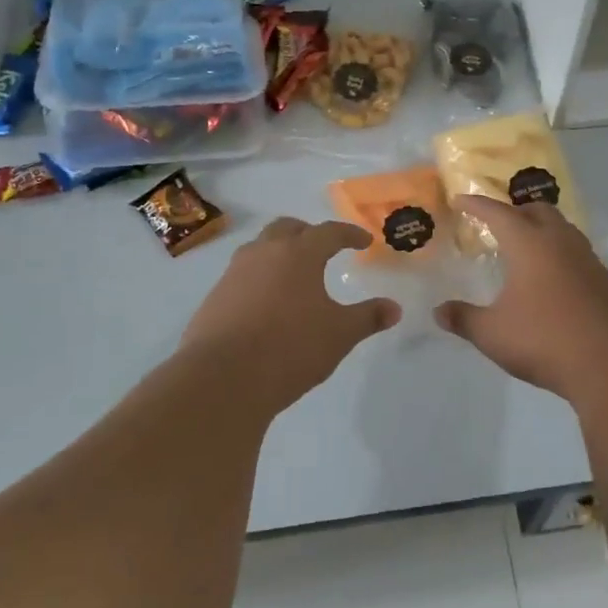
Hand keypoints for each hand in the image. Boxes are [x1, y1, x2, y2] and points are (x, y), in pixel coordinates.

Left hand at [179, 217, 400, 405]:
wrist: (221, 379)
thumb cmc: (290, 348)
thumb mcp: (339, 335)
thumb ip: (368, 317)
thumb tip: (394, 308)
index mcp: (298, 254)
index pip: (329, 232)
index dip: (349, 234)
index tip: (364, 241)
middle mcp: (264, 253)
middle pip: (287, 228)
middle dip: (308, 233)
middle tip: (323, 248)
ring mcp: (233, 274)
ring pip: (259, 249)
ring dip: (279, 253)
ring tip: (294, 275)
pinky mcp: (213, 298)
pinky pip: (242, 276)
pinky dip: (259, 279)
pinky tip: (266, 305)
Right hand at [435, 196, 607, 396]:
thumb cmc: (545, 339)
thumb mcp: (493, 333)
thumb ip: (464, 319)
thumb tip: (439, 312)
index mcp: (530, 244)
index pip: (498, 213)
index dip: (477, 205)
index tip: (462, 199)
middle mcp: (561, 242)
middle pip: (538, 211)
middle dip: (515, 211)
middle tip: (498, 222)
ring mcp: (589, 261)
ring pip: (563, 230)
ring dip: (542, 229)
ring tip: (526, 247)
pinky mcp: (607, 282)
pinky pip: (578, 254)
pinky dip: (560, 254)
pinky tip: (554, 280)